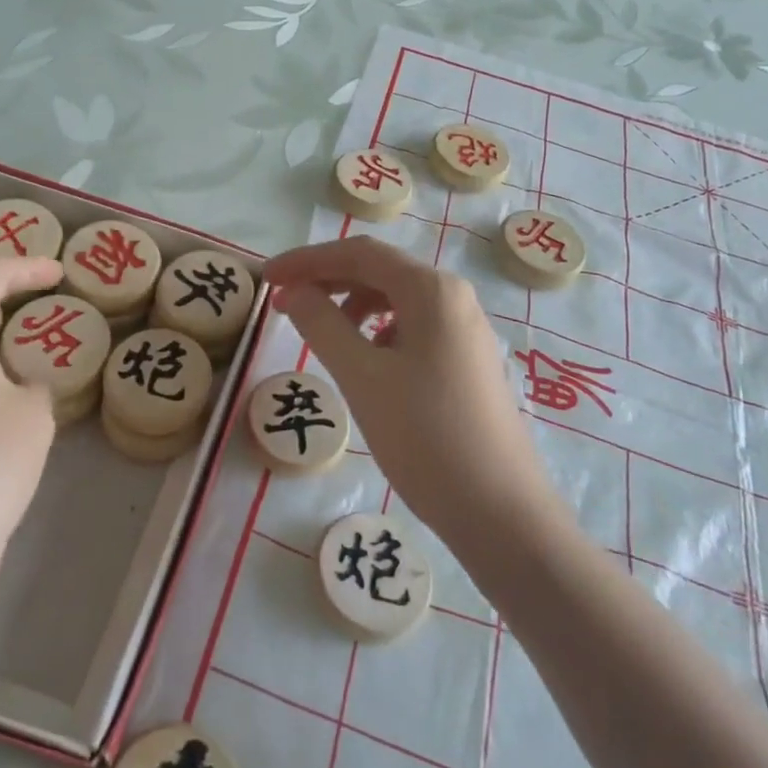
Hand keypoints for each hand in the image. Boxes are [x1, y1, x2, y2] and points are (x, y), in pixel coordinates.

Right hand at [263, 236, 552, 541]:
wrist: (500, 513)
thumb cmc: (425, 437)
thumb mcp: (362, 377)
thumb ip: (321, 325)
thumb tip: (294, 292)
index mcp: (432, 290)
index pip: (359, 254)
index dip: (307, 260)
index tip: (266, 278)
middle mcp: (454, 298)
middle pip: (380, 271)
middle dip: (327, 280)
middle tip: (283, 301)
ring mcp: (467, 330)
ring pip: (398, 300)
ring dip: (352, 306)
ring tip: (322, 334)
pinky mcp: (469, 361)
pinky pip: (414, 327)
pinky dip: (379, 331)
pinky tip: (367, 362)